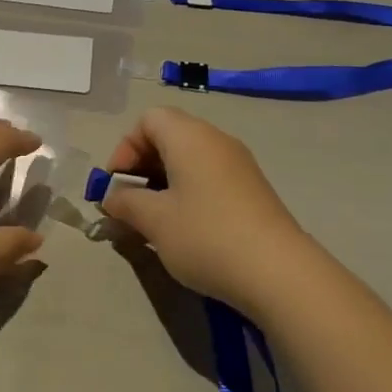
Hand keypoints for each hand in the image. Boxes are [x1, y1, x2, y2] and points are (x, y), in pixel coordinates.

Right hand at [99, 107, 317, 316]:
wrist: (279, 272)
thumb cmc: (206, 236)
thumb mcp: (155, 221)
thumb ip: (126, 203)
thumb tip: (112, 197)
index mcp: (189, 136)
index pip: (148, 119)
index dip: (125, 148)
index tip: (117, 185)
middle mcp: (215, 139)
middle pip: (169, 135)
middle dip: (142, 166)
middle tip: (131, 203)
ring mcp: (238, 163)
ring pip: (190, 157)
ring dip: (165, 181)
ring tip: (154, 219)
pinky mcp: (253, 187)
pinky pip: (210, 175)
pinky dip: (189, 190)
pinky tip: (186, 227)